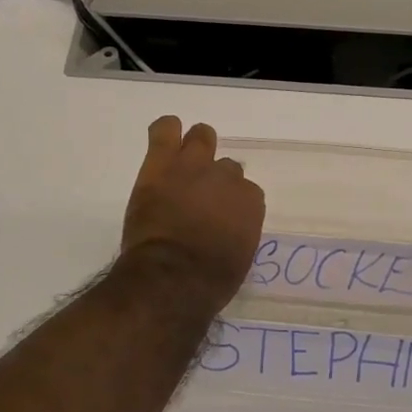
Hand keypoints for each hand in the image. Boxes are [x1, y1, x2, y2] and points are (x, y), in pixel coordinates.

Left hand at [121, 117, 265, 310]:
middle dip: (215, 178)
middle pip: (226, 165)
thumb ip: (236, 232)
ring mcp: (194, 166)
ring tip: (181, 164)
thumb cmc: (209, 282)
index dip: (230, 203)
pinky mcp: (161, 163)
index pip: (245, 191)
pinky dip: (165, 131)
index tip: (218, 216)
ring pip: (202, 136)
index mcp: (250, 202)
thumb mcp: (238, 258)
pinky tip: (163, 139)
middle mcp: (227, 177)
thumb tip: (225, 230)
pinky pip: (165, 130)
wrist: (172, 276)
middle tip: (199, 195)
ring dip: (195, 148)